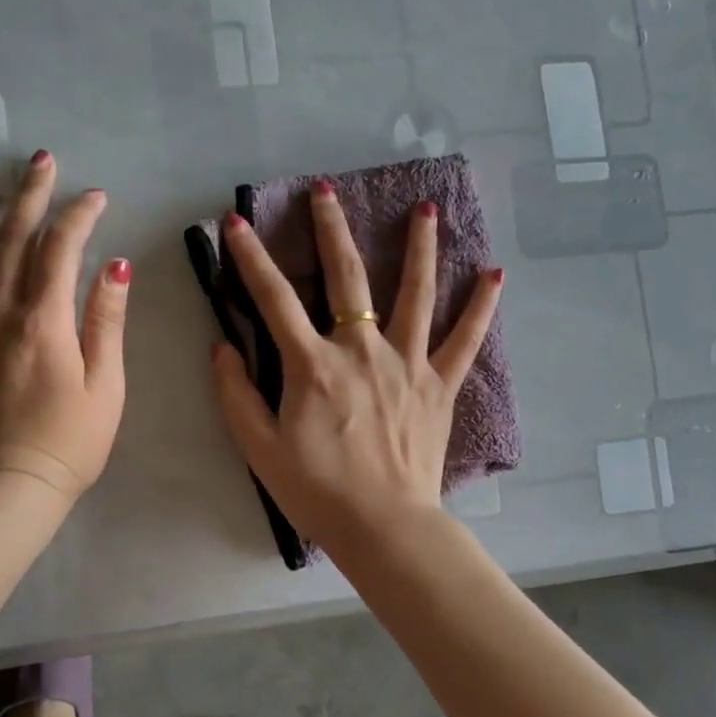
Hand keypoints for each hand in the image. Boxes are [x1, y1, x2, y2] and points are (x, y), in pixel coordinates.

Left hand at [0, 151, 128, 502]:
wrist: (2, 493)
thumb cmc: (67, 444)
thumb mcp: (106, 387)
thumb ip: (106, 322)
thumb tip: (115, 266)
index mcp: (44, 321)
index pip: (60, 248)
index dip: (78, 215)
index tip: (94, 196)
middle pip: (11, 239)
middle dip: (29, 195)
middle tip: (39, 160)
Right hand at [211, 182, 502, 551]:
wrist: (383, 526)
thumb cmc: (317, 491)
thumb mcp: (260, 448)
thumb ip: (236, 394)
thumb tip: (221, 347)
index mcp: (313, 365)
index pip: (273, 298)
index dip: (250, 258)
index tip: (236, 222)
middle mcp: (361, 350)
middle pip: (347, 276)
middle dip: (330, 228)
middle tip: (324, 189)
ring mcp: (406, 363)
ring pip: (414, 293)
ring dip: (419, 247)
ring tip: (426, 208)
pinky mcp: (439, 384)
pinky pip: (464, 339)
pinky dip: (480, 307)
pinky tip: (494, 273)